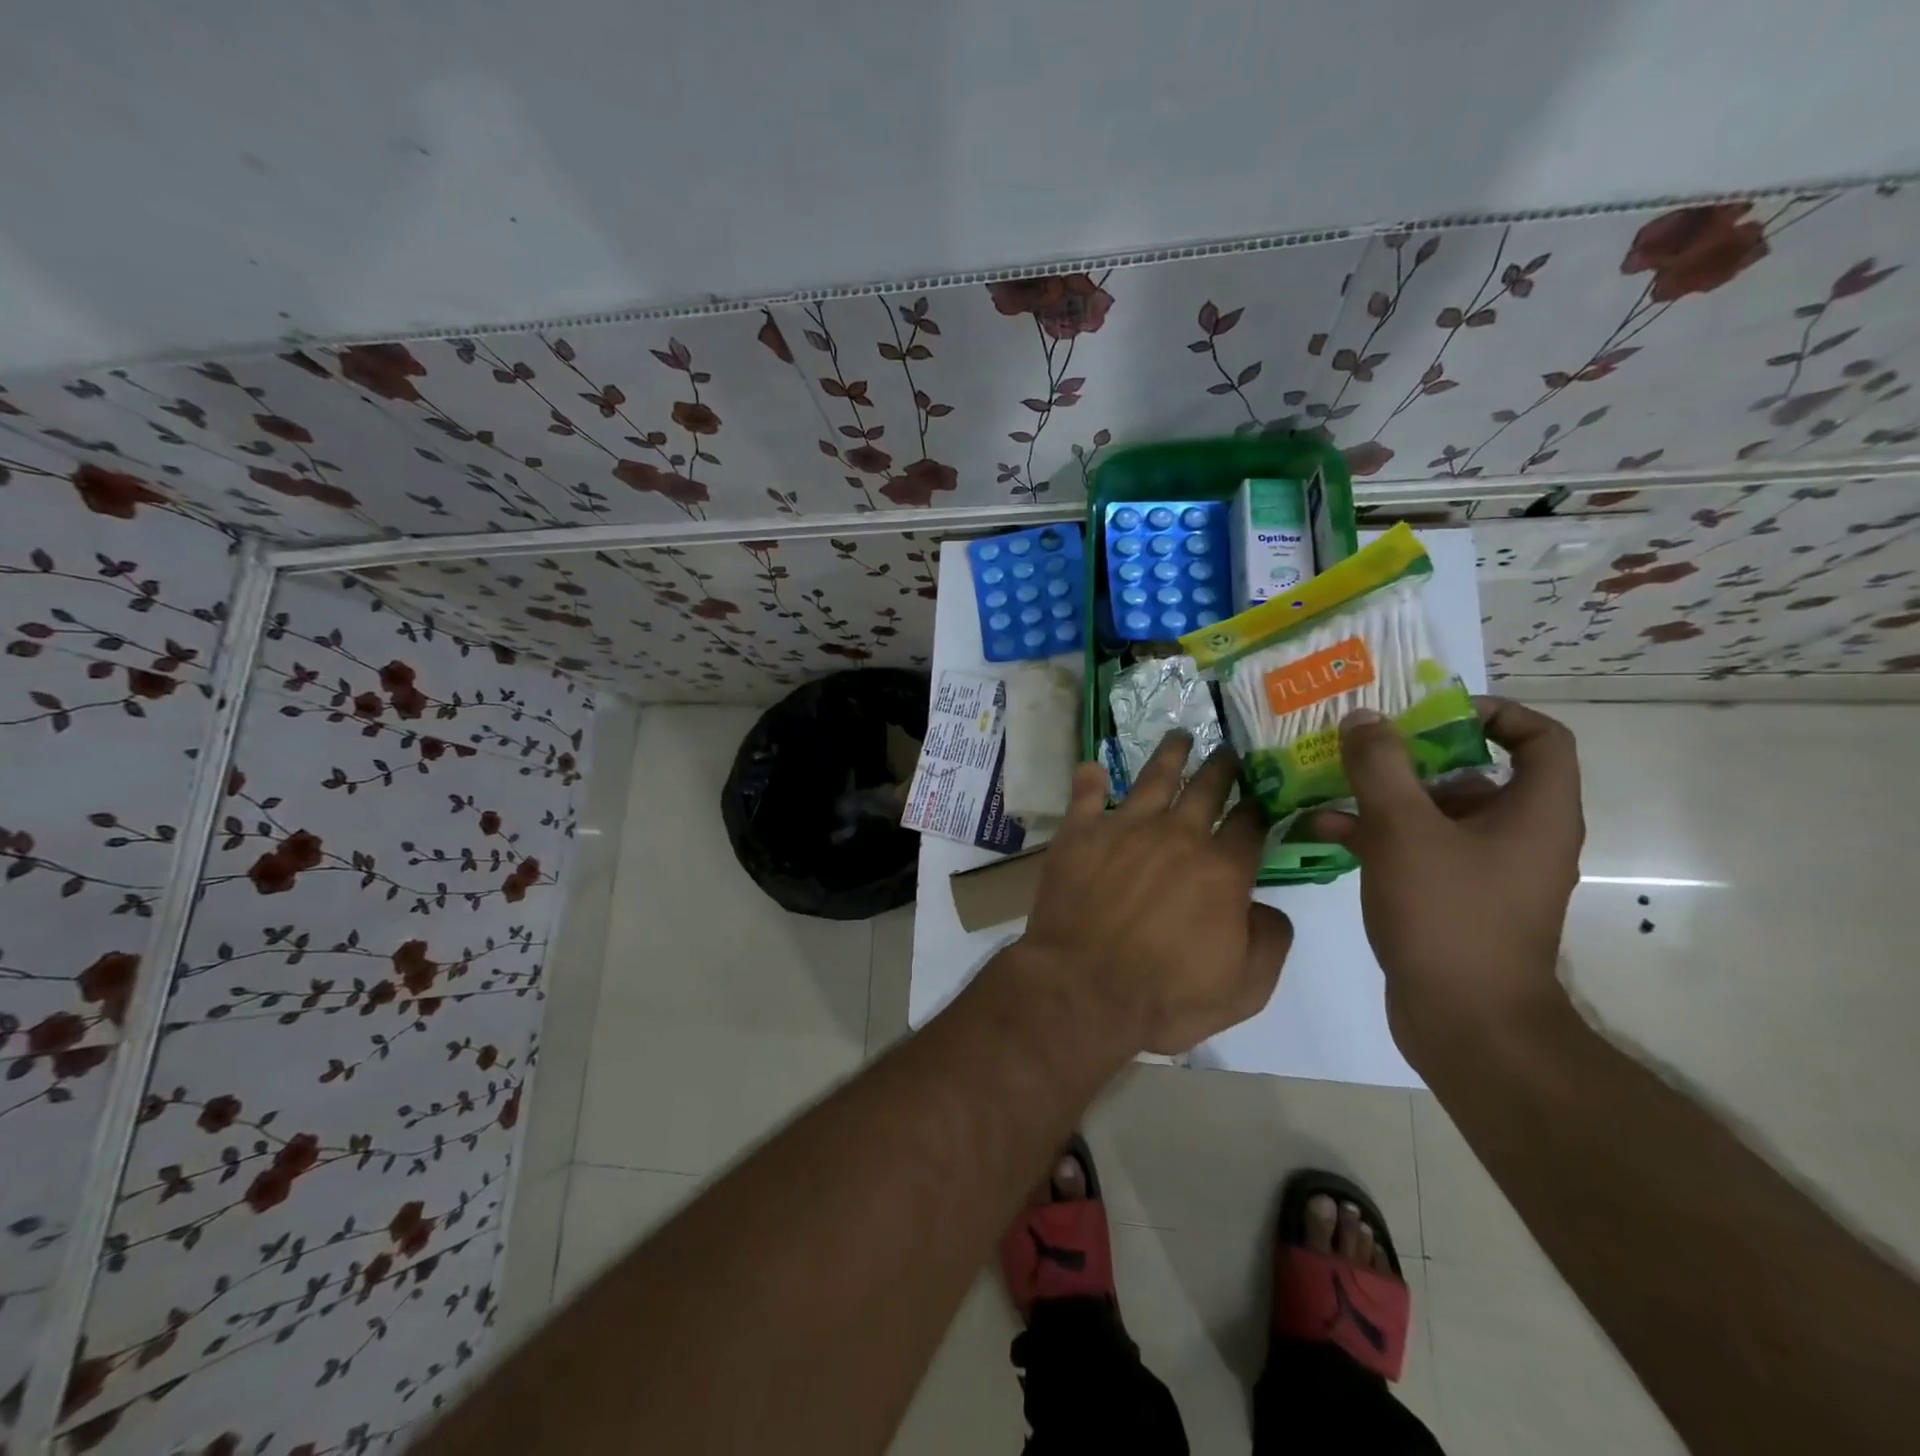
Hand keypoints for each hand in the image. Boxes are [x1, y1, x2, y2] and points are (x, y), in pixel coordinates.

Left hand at [1019, 732, 1293, 1055]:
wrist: (1082, 989)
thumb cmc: (1166, 996)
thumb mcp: (1245, 988)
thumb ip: (1270, 940)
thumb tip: (1266, 906)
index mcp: (1222, 869)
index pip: (1250, 823)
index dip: (1261, 805)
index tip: (1264, 793)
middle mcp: (1177, 835)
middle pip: (1207, 788)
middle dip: (1223, 766)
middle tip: (1228, 749)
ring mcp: (1124, 828)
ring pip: (1153, 778)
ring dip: (1170, 754)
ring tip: (1179, 735)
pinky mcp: (1079, 834)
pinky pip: (1085, 795)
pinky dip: (1090, 779)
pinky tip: (1092, 767)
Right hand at [1307, 699, 1583, 1062]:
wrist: (1464, 1022)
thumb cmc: (1447, 914)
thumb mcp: (1404, 830)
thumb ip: (1380, 768)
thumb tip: (1363, 717)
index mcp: (1532, 812)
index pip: (1540, 738)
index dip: (1494, 713)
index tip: (1432, 713)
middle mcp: (1516, 836)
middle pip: (1473, 773)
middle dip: (1412, 756)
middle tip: (1361, 744)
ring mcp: (1482, 871)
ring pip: (1434, 814)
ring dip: (1381, 797)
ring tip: (1326, 784)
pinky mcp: (1451, 899)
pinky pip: (1415, 850)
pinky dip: (1375, 836)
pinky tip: (1321, 831)